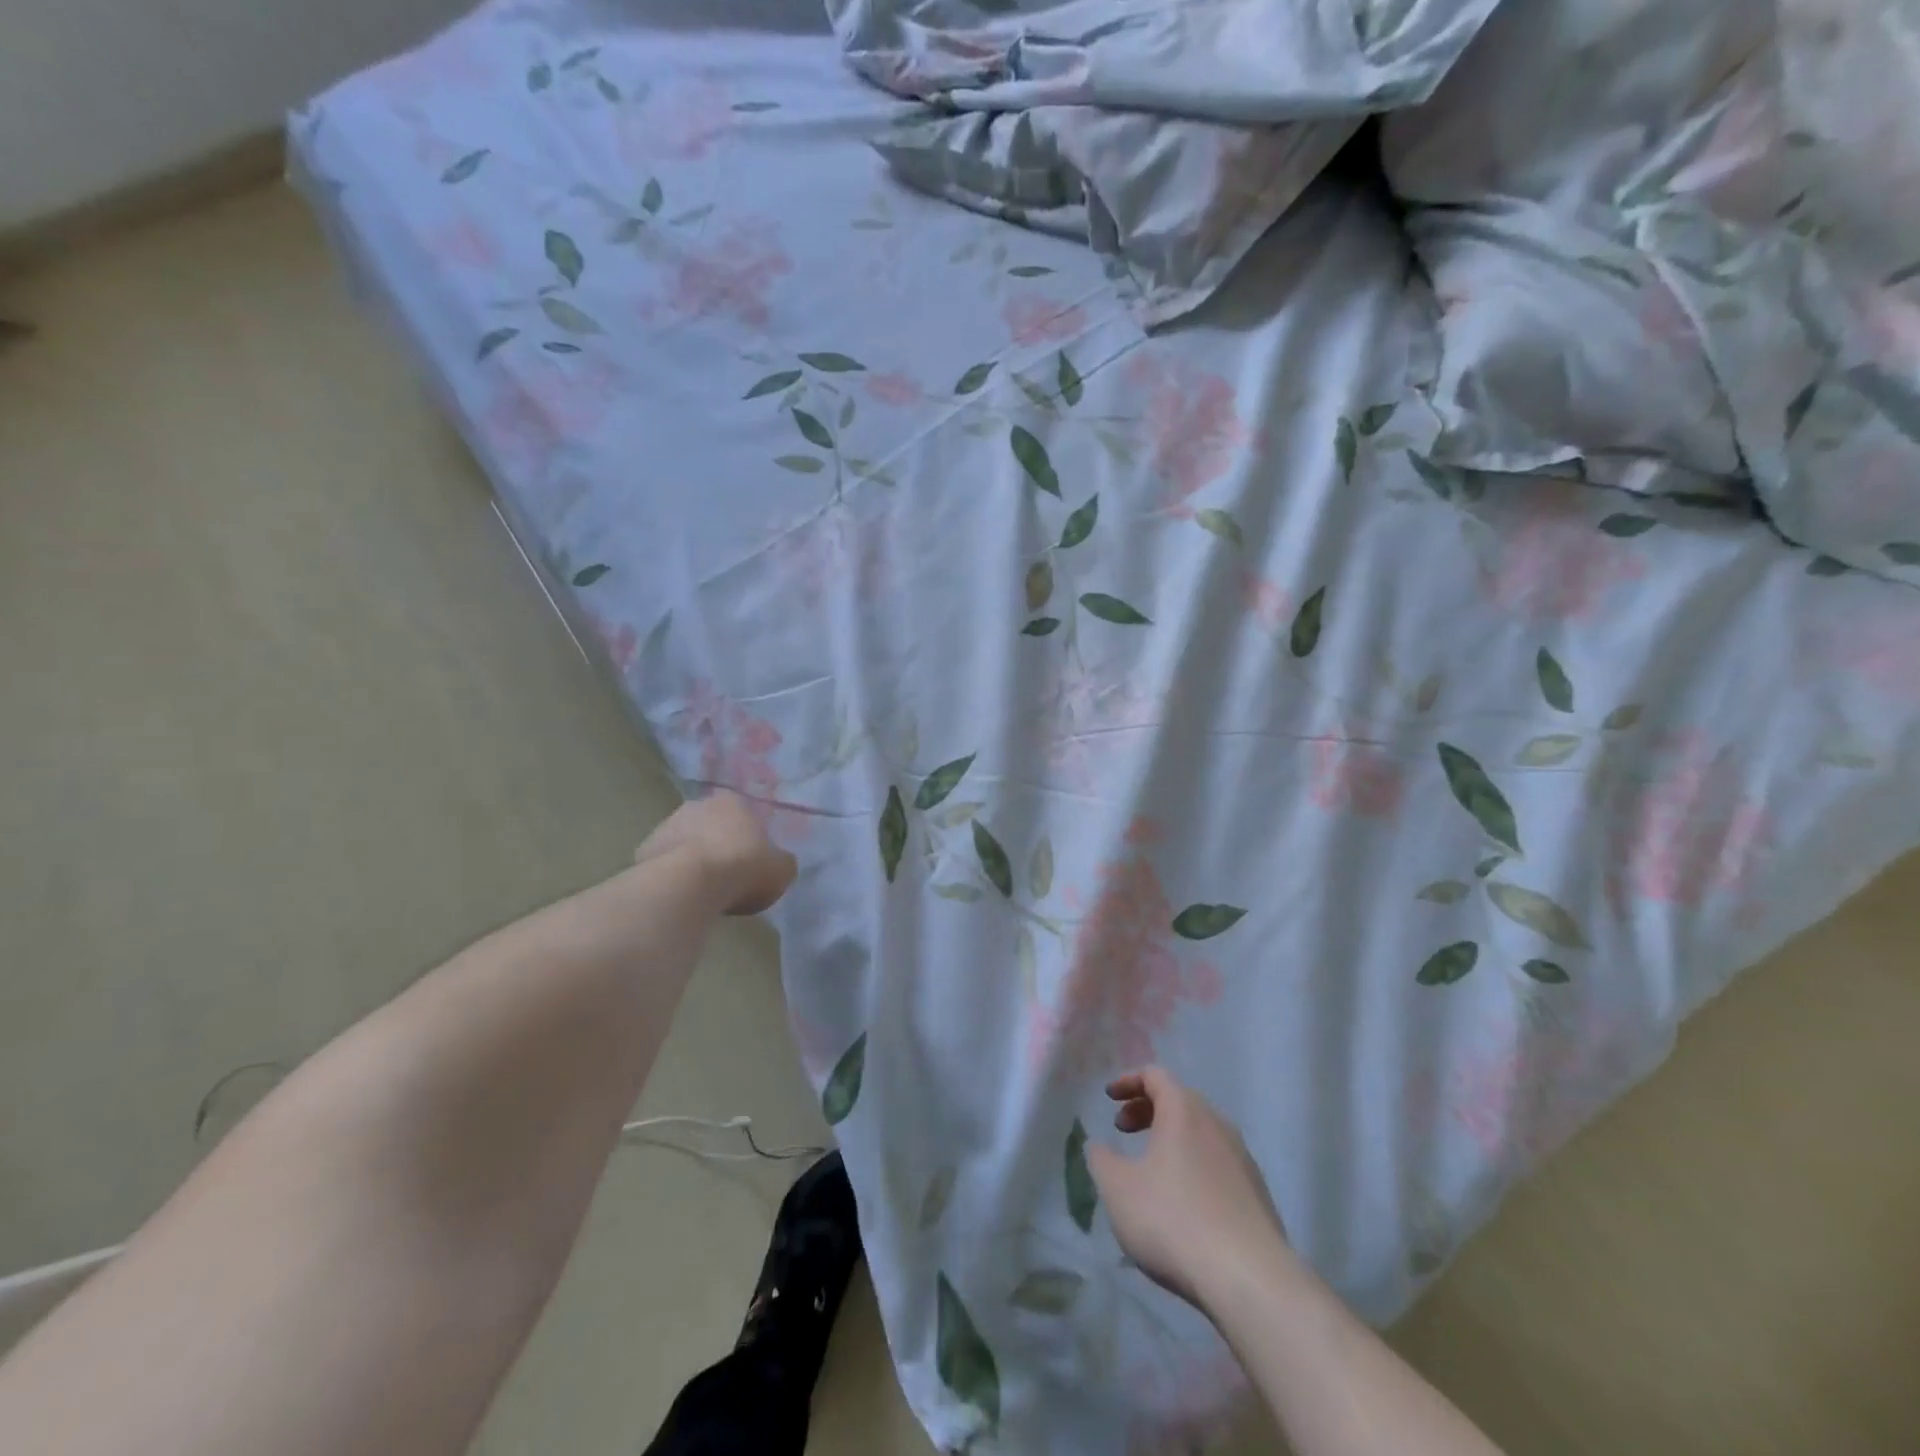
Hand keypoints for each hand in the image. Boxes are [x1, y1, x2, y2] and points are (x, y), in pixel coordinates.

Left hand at [634, 791, 796, 914]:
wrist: (690, 885)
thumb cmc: (743, 868)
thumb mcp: (781, 869)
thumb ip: (780, 862)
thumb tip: (777, 863)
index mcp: (733, 801)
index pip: (743, 813)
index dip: (748, 837)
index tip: (751, 861)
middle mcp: (697, 805)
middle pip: (711, 824)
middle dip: (718, 844)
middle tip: (728, 875)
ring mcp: (666, 825)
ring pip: (685, 842)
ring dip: (693, 858)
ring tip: (703, 890)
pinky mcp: (644, 850)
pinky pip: (665, 863)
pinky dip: (672, 875)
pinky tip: (681, 895)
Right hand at [1087, 1067, 1293, 1311]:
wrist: (1250, 1280)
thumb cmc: (1174, 1220)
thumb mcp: (1119, 1189)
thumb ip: (1102, 1160)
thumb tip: (1099, 1146)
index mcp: (1184, 1112)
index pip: (1156, 1075)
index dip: (1128, 1081)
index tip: (1109, 1097)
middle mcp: (1217, 1124)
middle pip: (1180, 1100)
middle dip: (1147, 1109)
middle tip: (1123, 1130)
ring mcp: (1242, 1159)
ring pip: (1201, 1132)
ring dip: (1172, 1138)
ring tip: (1151, 1167)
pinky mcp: (1257, 1193)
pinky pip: (1218, 1162)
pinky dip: (1193, 1164)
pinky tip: (1183, 1201)